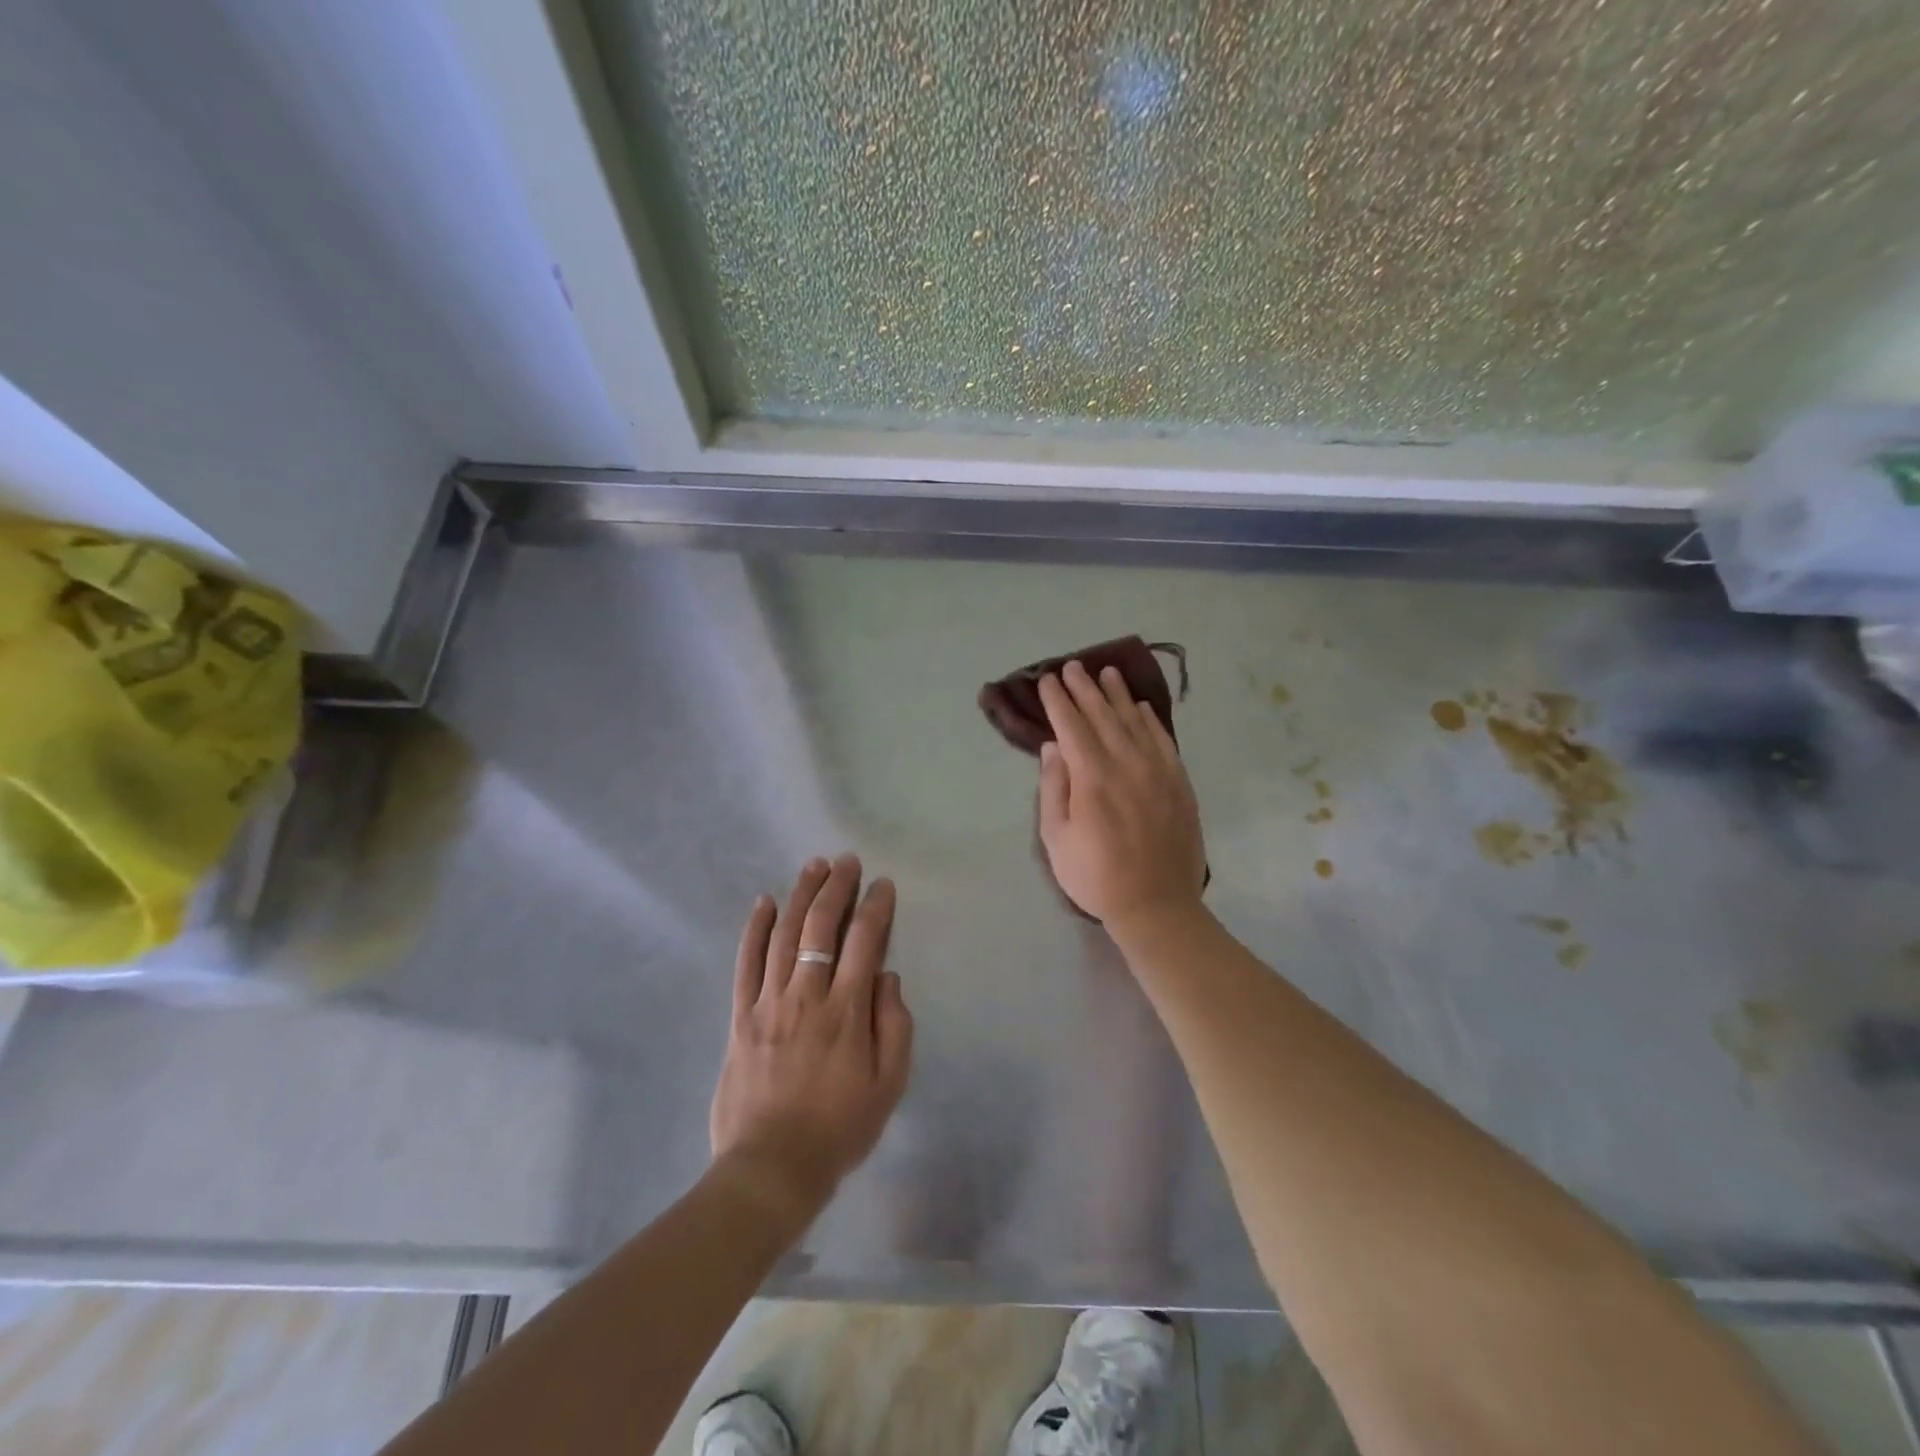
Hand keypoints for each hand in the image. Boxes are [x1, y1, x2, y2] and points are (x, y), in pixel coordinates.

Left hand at [710, 854, 913, 1218]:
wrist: (771, 1168)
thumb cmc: (839, 1129)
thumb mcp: (889, 1085)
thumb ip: (894, 1026)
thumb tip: (887, 978)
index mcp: (847, 1011)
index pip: (865, 942)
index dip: (875, 907)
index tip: (882, 885)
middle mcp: (807, 995)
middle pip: (821, 927)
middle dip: (836, 887)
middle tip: (846, 861)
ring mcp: (769, 1002)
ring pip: (784, 934)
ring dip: (800, 895)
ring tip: (813, 867)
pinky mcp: (740, 1016)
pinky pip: (746, 963)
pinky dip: (754, 929)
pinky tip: (763, 903)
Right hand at [1037, 660, 1206, 930]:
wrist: (1156, 904)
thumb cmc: (1095, 875)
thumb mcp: (1056, 837)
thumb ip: (1053, 787)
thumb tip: (1052, 747)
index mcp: (1092, 777)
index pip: (1071, 726)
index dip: (1059, 701)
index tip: (1048, 680)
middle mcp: (1126, 763)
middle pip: (1103, 715)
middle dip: (1085, 689)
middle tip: (1073, 667)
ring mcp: (1158, 771)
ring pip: (1135, 721)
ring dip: (1118, 695)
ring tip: (1107, 673)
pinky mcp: (1179, 782)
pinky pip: (1163, 740)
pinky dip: (1150, 720)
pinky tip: (1140, 707)